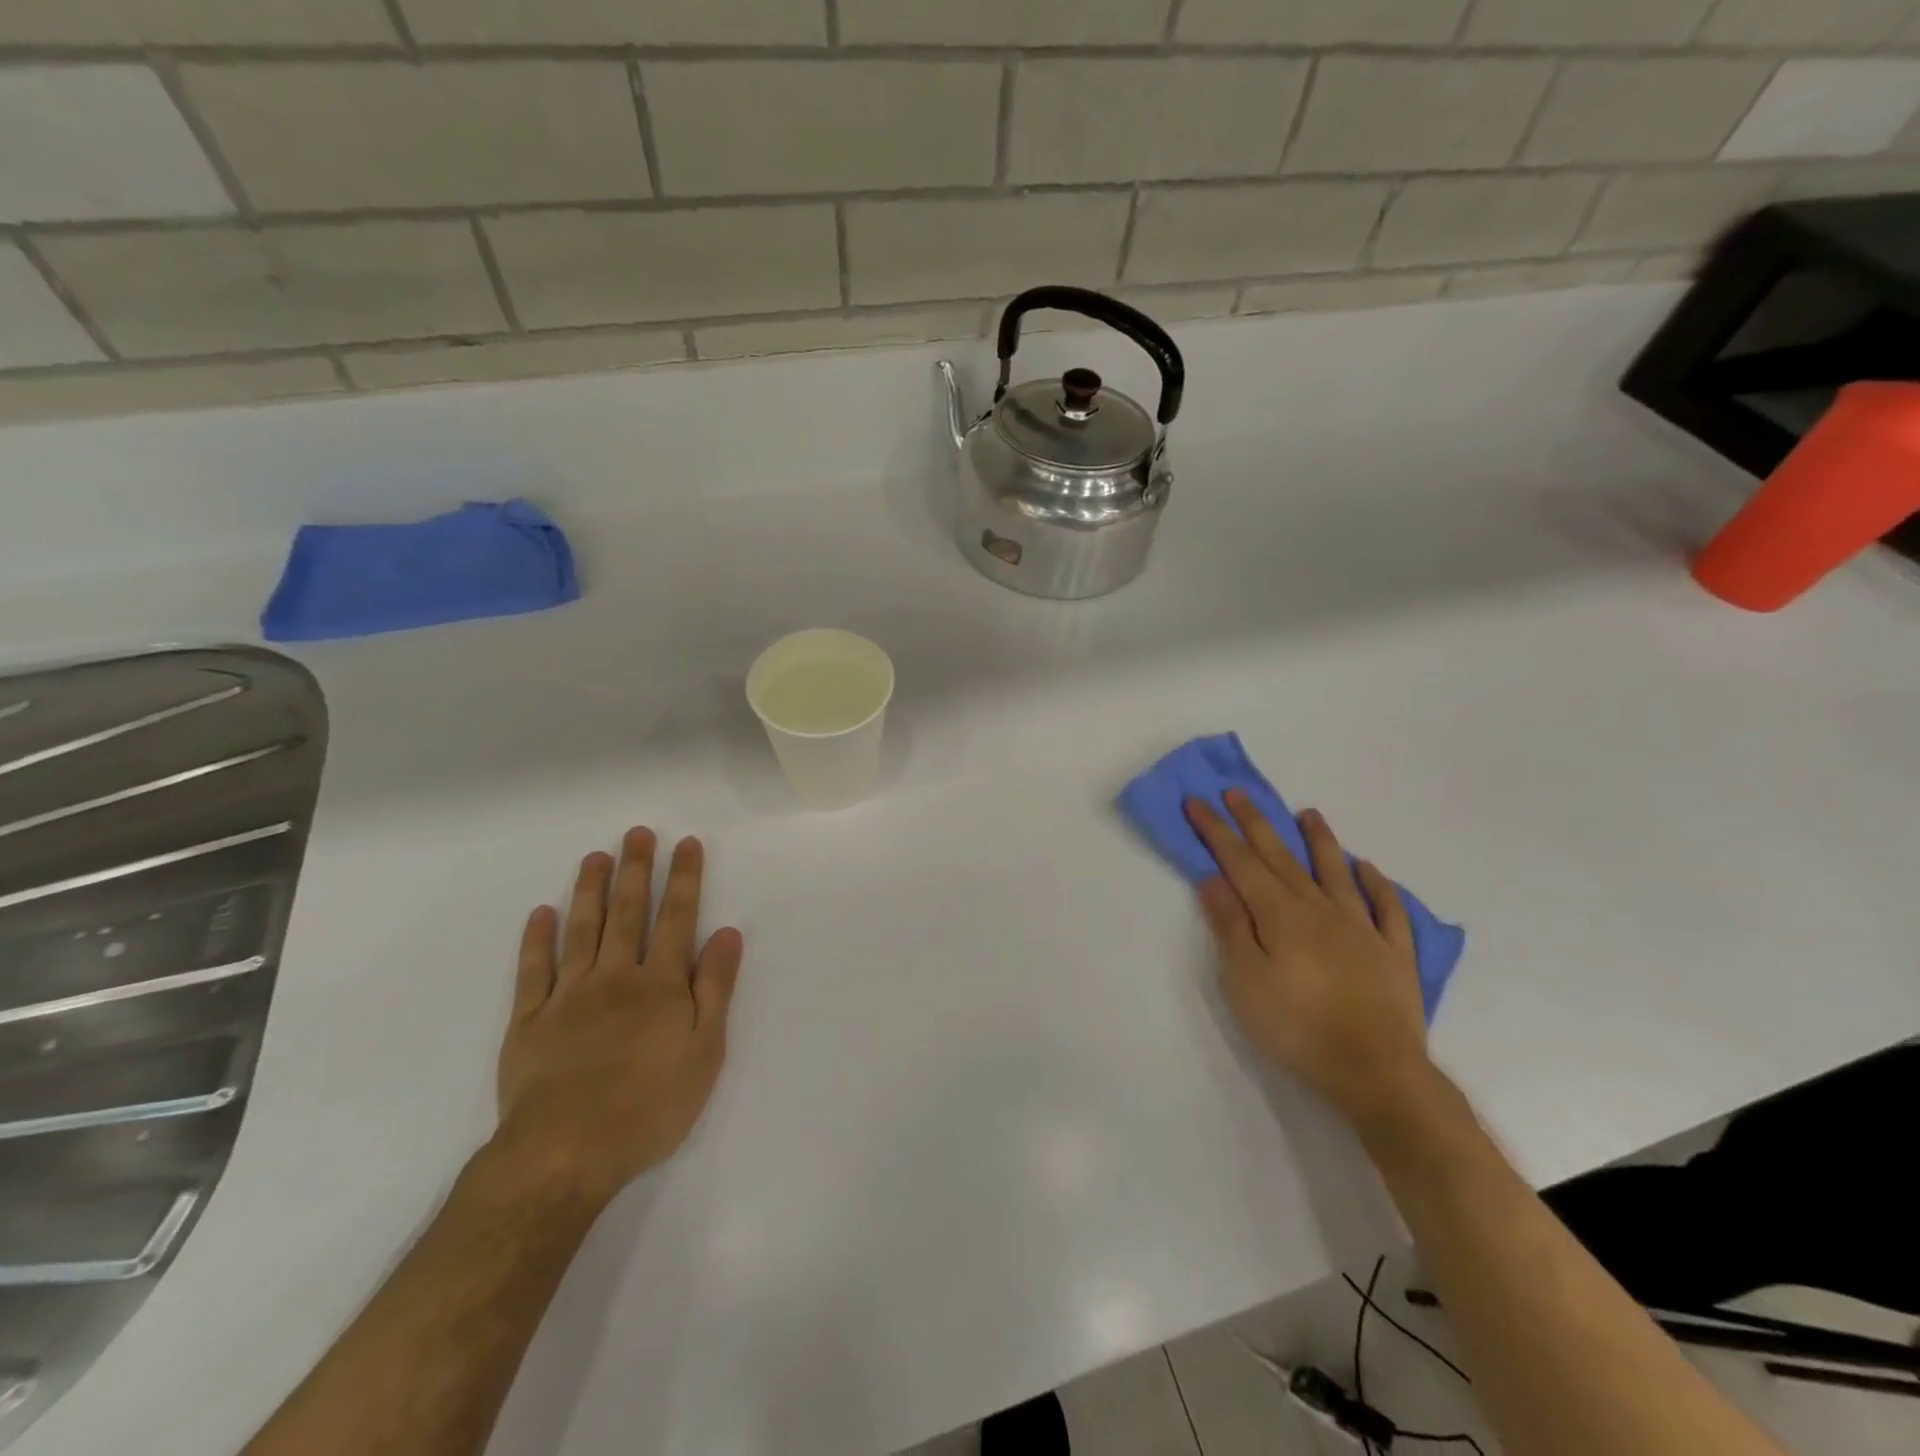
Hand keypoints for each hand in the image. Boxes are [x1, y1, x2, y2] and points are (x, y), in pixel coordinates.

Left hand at [494, 828, 743, 1207]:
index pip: (678, 919)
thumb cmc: (649, 1105)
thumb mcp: (705, 1050)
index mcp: (660, 985)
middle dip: (636, 870)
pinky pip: (533, 971)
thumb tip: (728, 933)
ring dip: (590, 890)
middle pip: (628, 914)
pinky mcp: (529, 1022)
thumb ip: (716, 988)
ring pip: (581, 931)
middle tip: (638, 834)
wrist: (565, 1153)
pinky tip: (542, 913)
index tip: (686, 844)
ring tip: (596, 857)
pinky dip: (537, 940)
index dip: (684, 879)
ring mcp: (568, 996)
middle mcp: (615, 977)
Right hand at [1188, 793, 1435, 1130]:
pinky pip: (1387, 908)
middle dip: (1256, 823)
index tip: (1197, 802)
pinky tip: (1369, 870)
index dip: (1216, 831)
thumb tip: (1213, 878)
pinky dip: (1378, 885)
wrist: (1375, 1071)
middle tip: (1238, 792)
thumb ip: (1229, 926)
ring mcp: (1362, 928)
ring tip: (1308, 813)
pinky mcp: (1394, 953)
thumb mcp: (1245, 980)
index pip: (1240, 862)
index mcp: (1280, 914)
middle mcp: (1320, 909)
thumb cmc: (1297, 1027)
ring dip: (1320, 840)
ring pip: (1336, 872)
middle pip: (1282, 857)